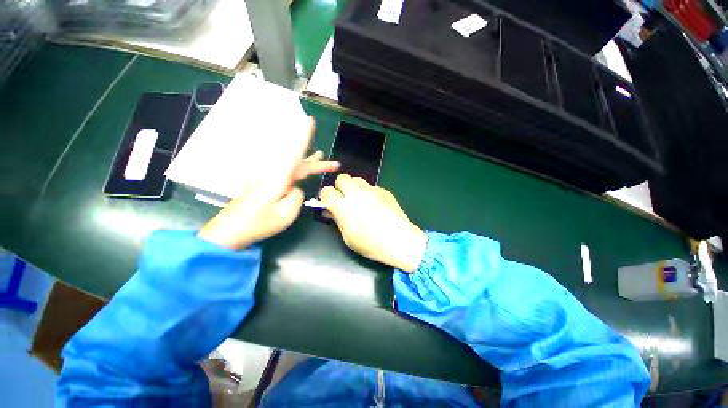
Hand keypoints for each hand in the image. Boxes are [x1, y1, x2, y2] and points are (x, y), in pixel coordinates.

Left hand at [198, 119, 338, 248]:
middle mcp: (273, 173)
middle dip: (317, 163)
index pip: (295, 152)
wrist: (231, 231)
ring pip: (292, 167)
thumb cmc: (259, 223)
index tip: (310, 121)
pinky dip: (298, 170)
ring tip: (321, 157)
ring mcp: (268, 178)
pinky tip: (302, 172)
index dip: (303, 136)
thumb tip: (295, 188)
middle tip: (334, 164)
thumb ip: (296, 196)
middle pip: (298, 162)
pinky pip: (286, 173)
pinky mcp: (265, 184)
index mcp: (279, 177)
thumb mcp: (286, 213)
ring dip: (308, 163)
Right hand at [319, 174, 426, 271]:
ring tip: (360, 201)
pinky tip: (375, 205)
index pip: (327, 191)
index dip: (326, 198)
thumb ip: (337, 220)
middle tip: (345, 200)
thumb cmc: (372, 245)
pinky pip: (371, 187)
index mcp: (345, 207)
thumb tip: (329, 210)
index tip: (330, 204)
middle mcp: (357, 194)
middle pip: (342, 178)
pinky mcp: (384, 191)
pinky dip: (368, 193)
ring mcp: (373, 190)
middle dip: (340, 187)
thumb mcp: (349, 238)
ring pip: (357, 179)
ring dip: (354, 188)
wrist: (401, 241)